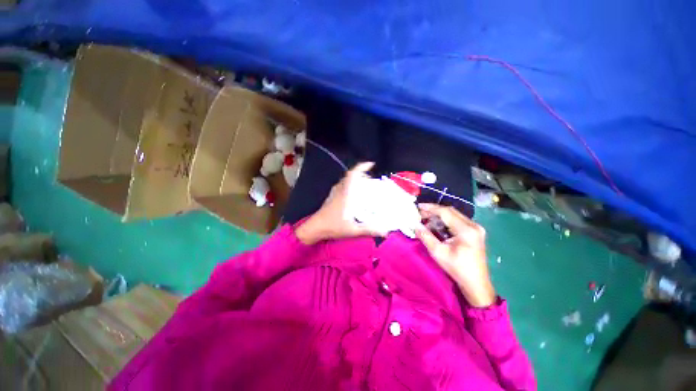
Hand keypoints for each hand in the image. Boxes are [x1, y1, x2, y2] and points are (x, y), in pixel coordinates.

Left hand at [296, 162, 385, 244]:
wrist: (314, 228)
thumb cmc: (333, 227)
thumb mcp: (353, 229)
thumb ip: (369, 230)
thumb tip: (386, 232)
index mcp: (345, 195)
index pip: (352, 175)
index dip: (361, 167)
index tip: (371, 164)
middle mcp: (339, 191)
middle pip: (349, 176)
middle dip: (360, 174)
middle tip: (370, 179)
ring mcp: (333, 194)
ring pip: (344, 181)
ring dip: (354, 179)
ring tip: (362, 185)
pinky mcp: (330, 198)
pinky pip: (340, 186)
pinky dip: (348, 185)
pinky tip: (352, 195)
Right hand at [415, 204, 495, 307]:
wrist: (476, 283)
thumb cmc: (457, 268)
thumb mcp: (438, 252)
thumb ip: (426, 236)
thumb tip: (415, 224)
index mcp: (466, 230)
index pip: (446, 212)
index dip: (431, 208)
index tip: (418, 206)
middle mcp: (473, 225)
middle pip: (451, 211)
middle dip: (434, 210)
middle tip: (420, 213)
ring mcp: (476, 228)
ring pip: (454, 215)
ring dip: (440, 215)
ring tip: (426, 218)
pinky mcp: (475, 232)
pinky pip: (458, 220)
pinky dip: (446, 220)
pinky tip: (437, 223)